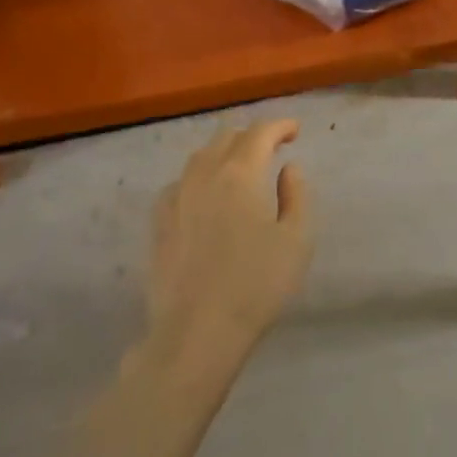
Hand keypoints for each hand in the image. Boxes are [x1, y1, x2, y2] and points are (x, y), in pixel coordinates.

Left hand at [146, 120, 313, 369]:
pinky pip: (181, 181)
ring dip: (223, 151)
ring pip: (200, 156)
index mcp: (240, 173)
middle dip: (252, 135)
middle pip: (227, 136)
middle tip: (270, 147)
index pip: (260, 132)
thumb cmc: (256, 285)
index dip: (280, 126)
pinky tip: (205, 194)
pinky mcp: (160, 220)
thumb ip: (297, 195)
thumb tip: (289, 167)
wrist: (197, 331)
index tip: (295, 131)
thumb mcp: (296, 240)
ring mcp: (177, 195)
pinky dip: (199, 176)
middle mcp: (204, 174)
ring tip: (239, 166)